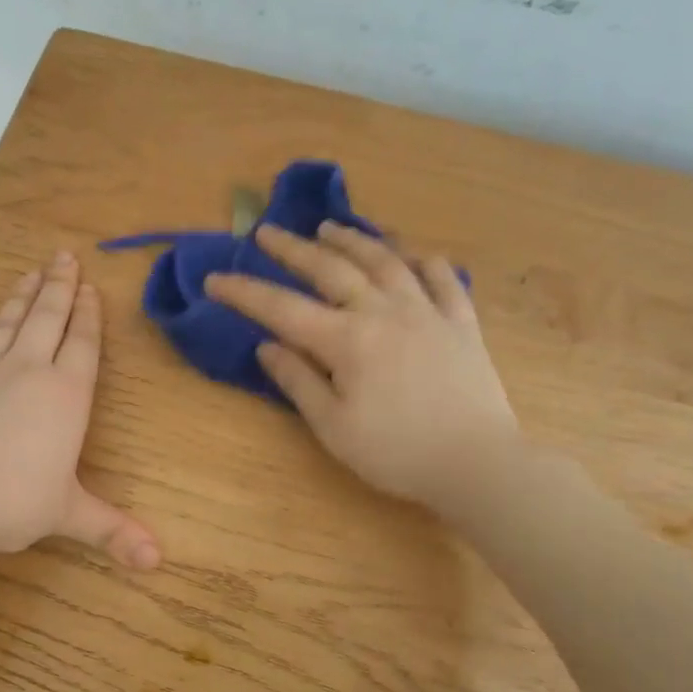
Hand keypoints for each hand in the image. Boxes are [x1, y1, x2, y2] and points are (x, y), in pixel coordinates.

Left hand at [0, 249, 160, 569]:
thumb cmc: (13, 502)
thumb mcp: (67, 514)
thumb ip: (111, 530)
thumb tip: (156, 561)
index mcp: (65, 395)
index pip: (81, 343)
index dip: (88, 315)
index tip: (90, 287)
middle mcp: (26, 370)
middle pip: (47, 317)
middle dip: (59, 287)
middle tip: (64, 257)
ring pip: (8, 321)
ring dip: (23, 296)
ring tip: (32, 273)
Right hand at [206, 222, 520, 515]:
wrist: (477, 463)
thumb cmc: (396, 453)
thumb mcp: (333, 428)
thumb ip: (299, 382)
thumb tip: (267, 346)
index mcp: (347, 341)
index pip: (282, 308)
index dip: (243, 292)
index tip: (214, 279)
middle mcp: (384, 312)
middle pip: (331, 269)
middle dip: (293, 249)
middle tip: (267, 232)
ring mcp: (427, 311)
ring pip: (385, 261)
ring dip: (352, 240)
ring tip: (329, 228)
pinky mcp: (461, 322)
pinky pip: (441, 278)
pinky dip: (421, 260)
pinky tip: (409, 254)